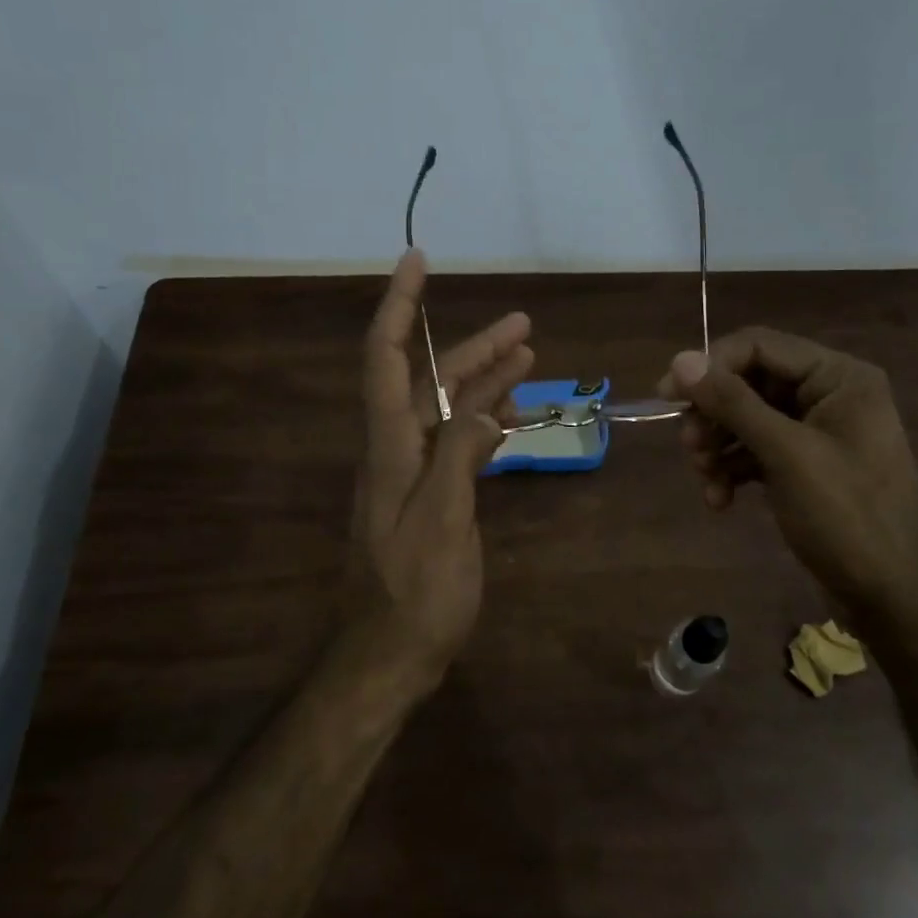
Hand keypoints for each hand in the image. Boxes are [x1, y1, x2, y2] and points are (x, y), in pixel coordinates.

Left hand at [351, 250, 532, 694]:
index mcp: (390, 446)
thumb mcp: (441, 522)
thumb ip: (458, 455)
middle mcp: (396, 449)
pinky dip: (483, 422)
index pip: (387, 357)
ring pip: (448, 409)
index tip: (417, 261)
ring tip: (530, 358)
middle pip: (430, 379)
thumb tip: (480, 405)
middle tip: (523, 324)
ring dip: (484, 381)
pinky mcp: (430, 496)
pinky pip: (457, 442)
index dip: (399, 305)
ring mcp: (412, 473)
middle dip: (472, 346)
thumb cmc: (414, 594)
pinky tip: (510, 416)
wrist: (388, 656)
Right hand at [657, 328, 917, 623]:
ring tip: (705, 478)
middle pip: (750, 383)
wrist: (893, 598)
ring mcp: (818, 432)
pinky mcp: (806, 465)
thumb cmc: (847, 517)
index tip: (668, 396)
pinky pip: (758, 451)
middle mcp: (829, 394)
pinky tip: (720, 500)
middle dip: (714, 415)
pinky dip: (734, 470)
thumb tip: (680, 359)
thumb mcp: (786, 455)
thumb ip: (733, 403)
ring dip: (719, 446)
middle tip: (690, 447)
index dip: (710, 366)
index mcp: (839, 377)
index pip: (760, 346)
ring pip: (748, 419)